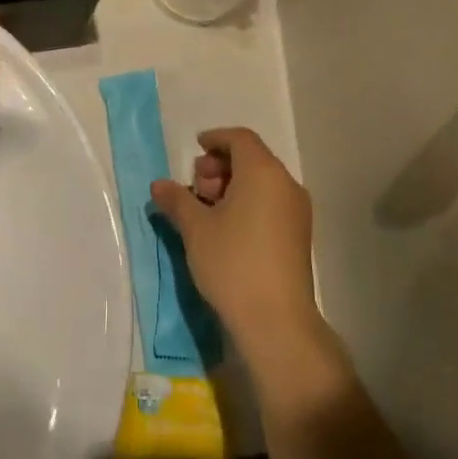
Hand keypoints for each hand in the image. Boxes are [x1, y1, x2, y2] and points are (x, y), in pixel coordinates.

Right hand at [150, 128, 320, 375]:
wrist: (276, 320)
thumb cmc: (232, 263)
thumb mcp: (195, 229)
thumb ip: (176, 200)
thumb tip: (159, 184)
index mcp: (263, 172)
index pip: (240, 138)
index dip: (215, 139)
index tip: (195, 149)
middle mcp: (286, 184)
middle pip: (252, 158)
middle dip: (220, 166)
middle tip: (195, 188)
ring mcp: (297, 211)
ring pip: (262, 182)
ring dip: (232, 186)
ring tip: (205, 211)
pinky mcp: (298, 235)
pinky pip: (271, 203)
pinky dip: (247, 203)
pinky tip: (225, 229)